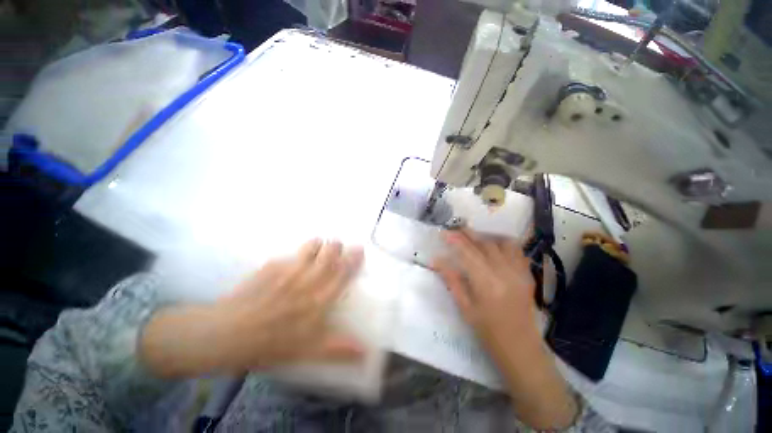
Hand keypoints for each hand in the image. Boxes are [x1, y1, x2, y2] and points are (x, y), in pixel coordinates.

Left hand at [140, 240, 364, 377]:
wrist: (228, 335)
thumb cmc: (273, 344)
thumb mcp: (309, 351)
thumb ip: (338, 348)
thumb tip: (366, 352)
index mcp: (319, 299)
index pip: (342, 273)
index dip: (353, 259)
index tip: (359, 249)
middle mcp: (308, 281)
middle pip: (327, 256)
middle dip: (336, 246)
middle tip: (338, 243)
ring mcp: (288, 271)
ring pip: (309, 249)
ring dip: (317, 244)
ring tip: (320, 242)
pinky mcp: (270, 267)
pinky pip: (287, 255)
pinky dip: (295, 254)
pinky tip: (292, 258)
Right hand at [433, 229, 578, 429]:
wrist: (521, 348)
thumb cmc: (488, 331)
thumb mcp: (464, 307)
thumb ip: (451, 280)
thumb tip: (437, 260)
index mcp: (486, 283)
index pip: (468, 253)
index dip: (455, 240)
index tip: (444, 232)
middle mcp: (505, 273)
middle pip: (485, 244)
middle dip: (469, 234)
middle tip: (456, 229)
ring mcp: (519, 273)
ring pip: (502, 243)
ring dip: (486, 237)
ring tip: (474, 237)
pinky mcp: (527, 275)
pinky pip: (517, 251)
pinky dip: (503, 244)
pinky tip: (494, 247)